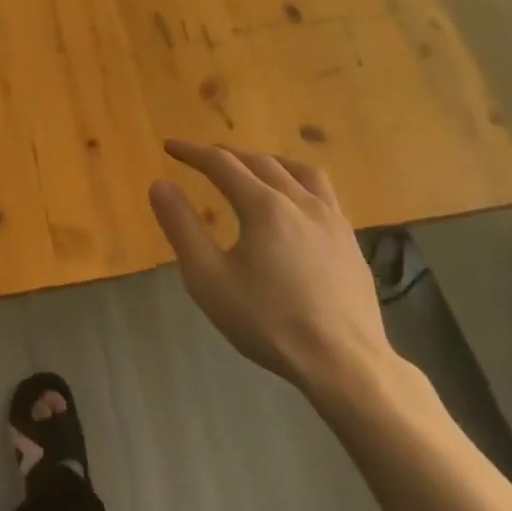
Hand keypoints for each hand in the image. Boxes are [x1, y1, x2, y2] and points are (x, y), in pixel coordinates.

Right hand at [149, 140, 396, 404]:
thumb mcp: (208, 278)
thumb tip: (159, 184)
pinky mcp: (351, 242)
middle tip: (204, 157)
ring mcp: (332, 220)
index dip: (192, 152)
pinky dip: (298, 183)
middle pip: (260, 162)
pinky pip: (323, 194)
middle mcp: (300, 201)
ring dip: (269, 162)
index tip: (170, 146)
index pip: (221, 163)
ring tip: (253, 168)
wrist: (345, 364)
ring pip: (300, 171)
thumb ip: (182, 227)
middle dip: (227, 155)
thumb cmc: (269, 321)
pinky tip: (295, 206)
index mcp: (264, 206)